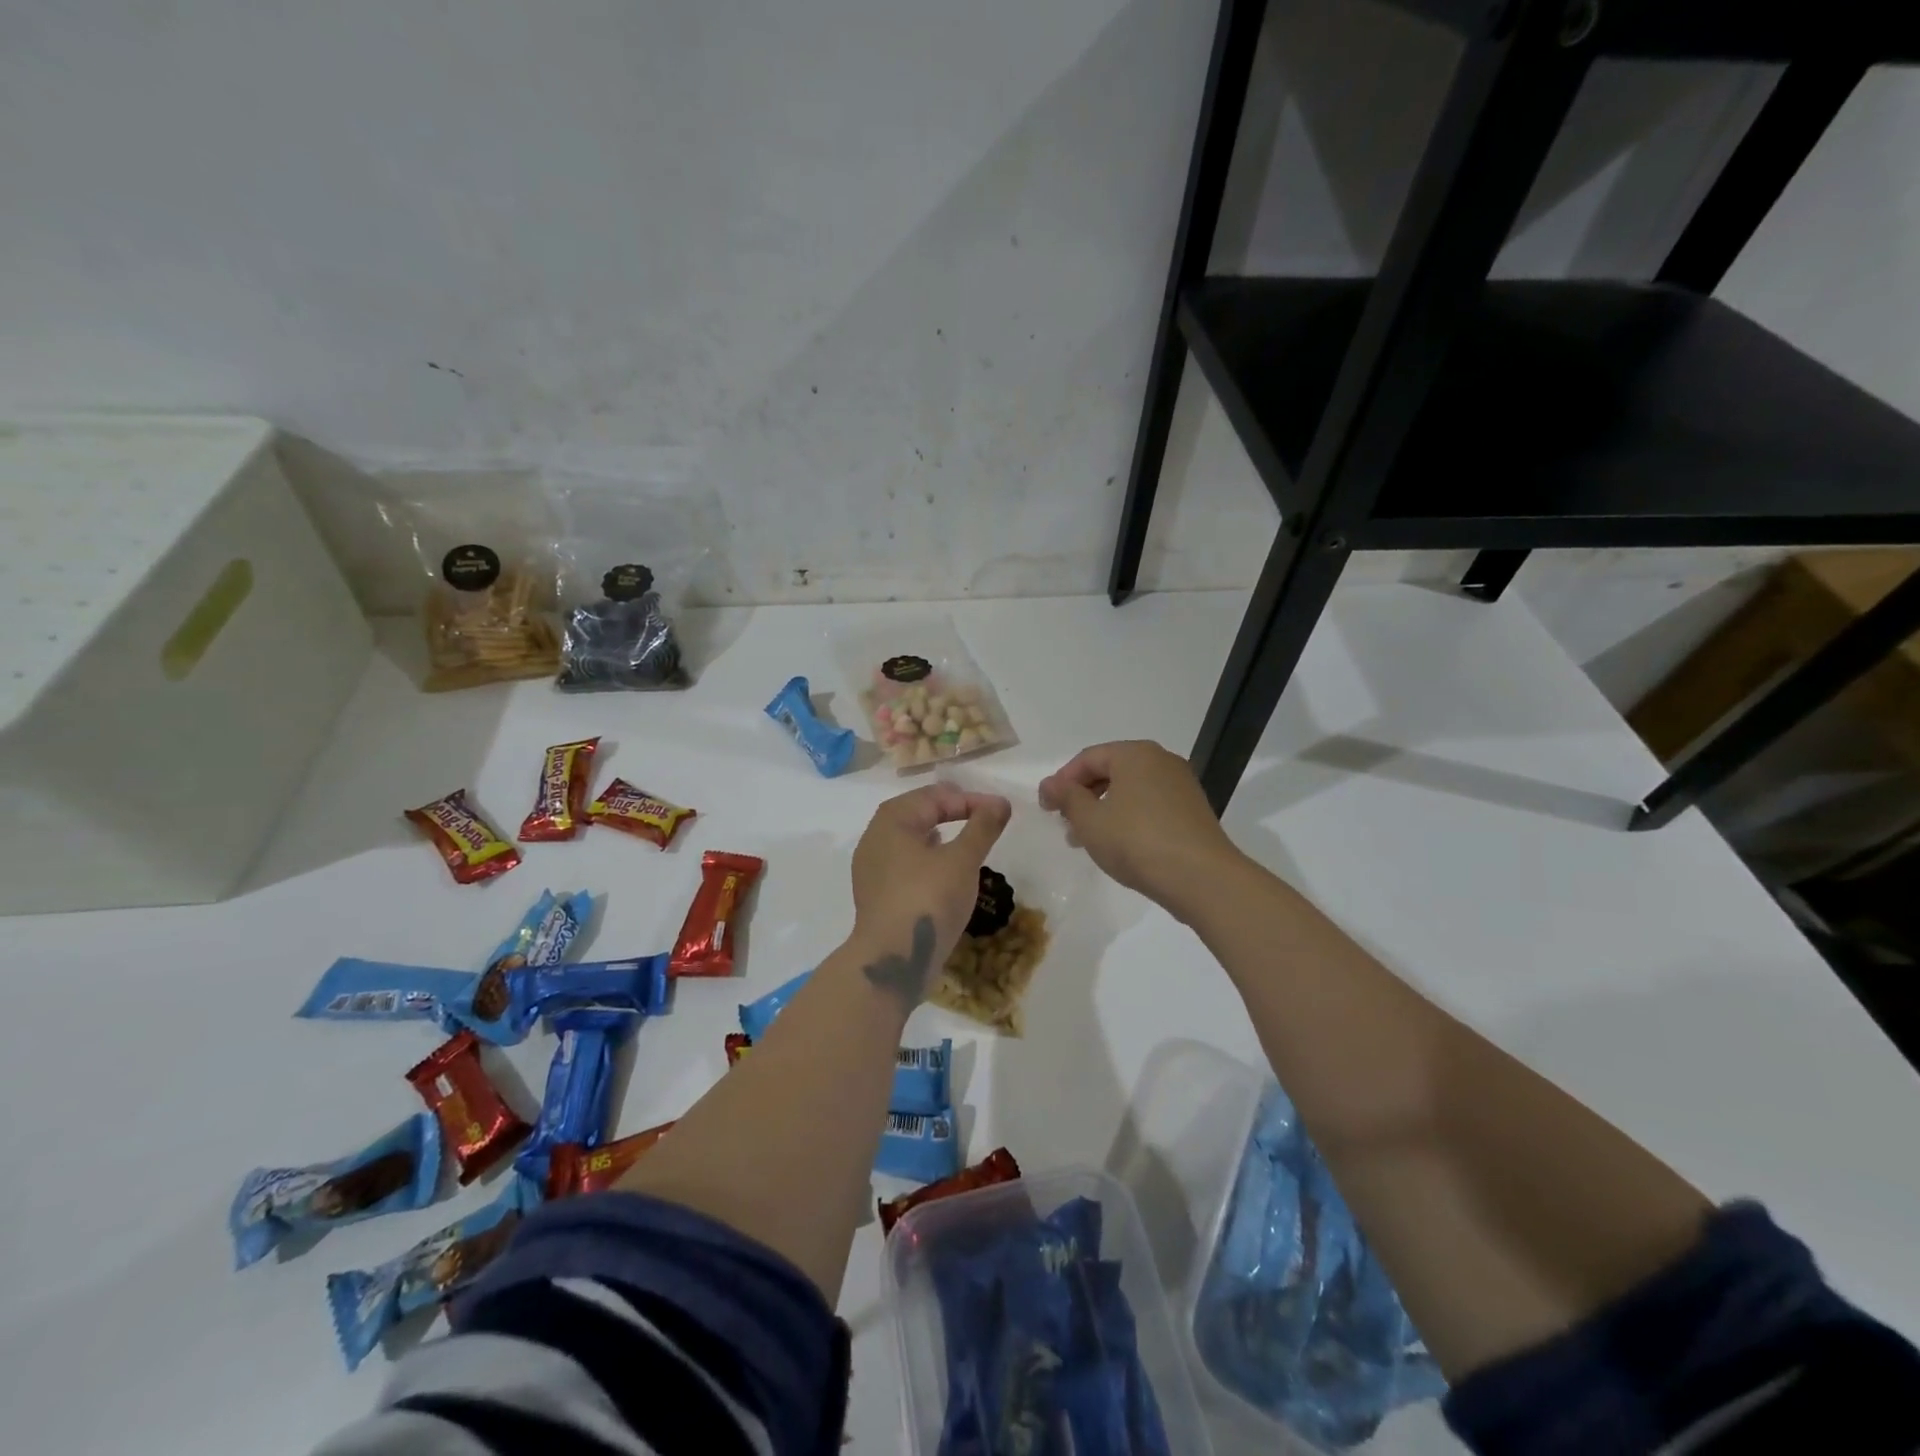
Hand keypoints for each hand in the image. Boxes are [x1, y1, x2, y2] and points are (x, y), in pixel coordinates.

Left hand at [850, 783, 1011, 983]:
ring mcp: (872, 868)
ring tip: (966, 841)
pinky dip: (928, 859)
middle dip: (952, 812)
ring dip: (939, 835)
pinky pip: (905, 864)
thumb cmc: (927, 900)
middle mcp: (875, 838)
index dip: (970, 800)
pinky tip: (946, 871)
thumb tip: (1000, 802)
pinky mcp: (877, 894)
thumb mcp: (962, 860)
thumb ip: (982, 827)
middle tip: (983, 817)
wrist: (892, 960)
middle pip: (917, 813)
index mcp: (892, 820)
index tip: (1001, 810)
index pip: (935, 797)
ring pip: (910, 839)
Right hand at [1039, 740, 1242, 916]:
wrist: (1201, 878)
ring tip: (1088, 840)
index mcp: (1135, 754)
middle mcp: (1161, 760)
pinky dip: (1129, 818)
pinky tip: (1120, 845)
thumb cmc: (1136, 841)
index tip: (1046, 809)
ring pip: (1130, 790)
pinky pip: (1150, 805)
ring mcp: (1181, 785)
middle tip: (1065, 824)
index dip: (1061, 781)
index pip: (1088, 758)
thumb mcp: (1090, 821)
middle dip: (1083, 796)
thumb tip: (1049, 784)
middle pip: (1111, 771)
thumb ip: (1066, 797)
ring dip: (1104, 810)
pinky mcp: (1192, 810)